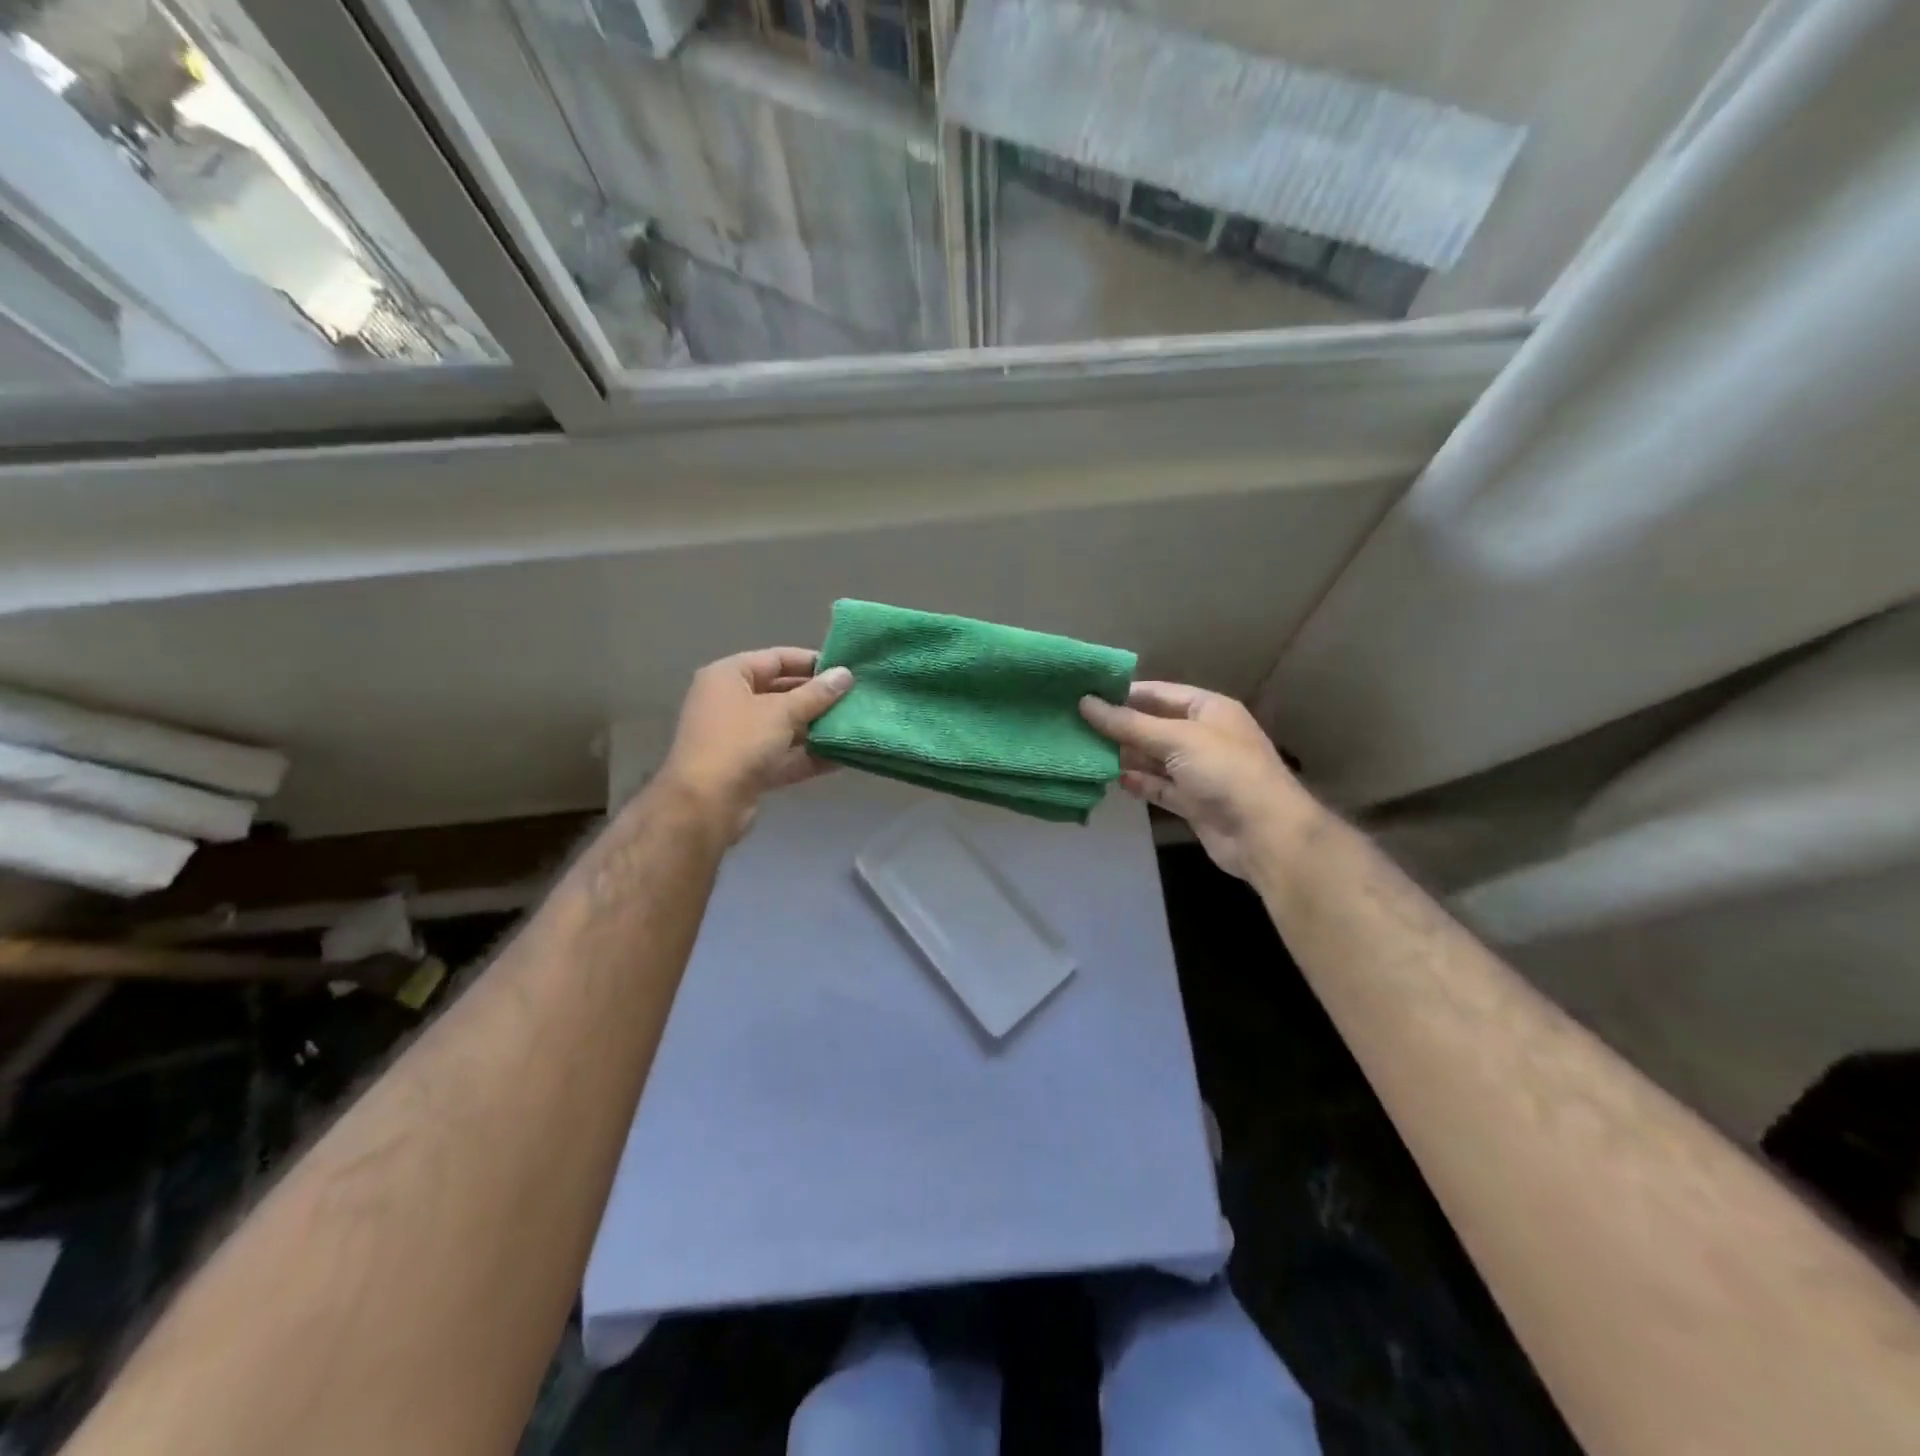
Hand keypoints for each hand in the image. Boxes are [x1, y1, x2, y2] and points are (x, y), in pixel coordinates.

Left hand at [659, 648, 853, 840]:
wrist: (705, 804)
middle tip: (855, 699)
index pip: (776, 659)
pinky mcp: (748, 768)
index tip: (846, 670)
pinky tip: (842, 757)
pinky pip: (783, 755)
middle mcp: (730, 702)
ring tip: (854, 725)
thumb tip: (845, 674)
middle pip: (781, 693)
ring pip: (784, 727)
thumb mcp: (782, 712)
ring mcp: (738, 738)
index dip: (811, 662)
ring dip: (816, 728)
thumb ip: (817, 694)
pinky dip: (808, 756)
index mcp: (728, 676)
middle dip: (817, 698)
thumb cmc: (739, 742)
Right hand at [1080, 682, 1316, 880]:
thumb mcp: (1176, 738)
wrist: (1264, 833)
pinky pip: (1158, 786)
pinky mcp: (1192, 802)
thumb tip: (1085, 703)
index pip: (1159, 693)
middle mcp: (1203, 736)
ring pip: (1153, 758)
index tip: (1085, 694)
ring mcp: (1198, 771)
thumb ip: (1129, 724)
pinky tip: (1111, 779)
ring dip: (1124, 756)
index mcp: (1208, 709)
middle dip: (1119, 726)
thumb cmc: (1224, 771)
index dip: (1124, 693)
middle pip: (1153, 725)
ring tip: (1083, 750)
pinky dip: (1138, 782)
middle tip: (1075, 724)